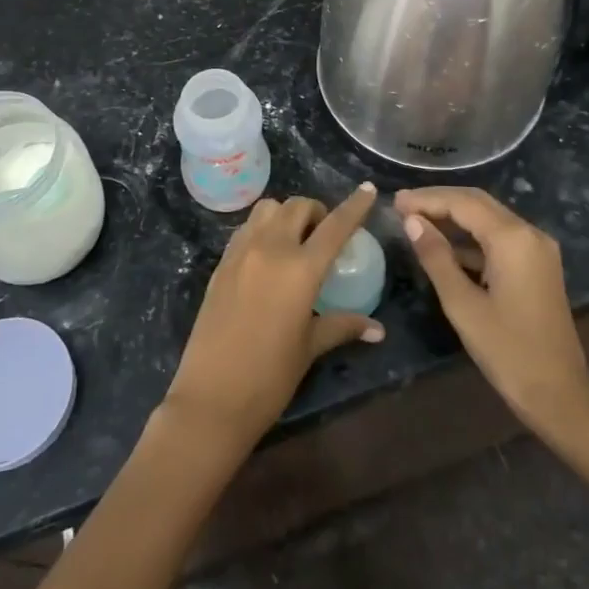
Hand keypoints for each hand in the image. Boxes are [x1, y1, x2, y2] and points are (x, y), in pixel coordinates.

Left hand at [164, 185, 384, 448]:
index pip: (335, 226)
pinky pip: (246, 229)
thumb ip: (342, 326)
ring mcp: (241, 253)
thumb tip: (377, 329)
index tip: (368, 189)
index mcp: (300, 269)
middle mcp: (270, 249)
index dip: (355, 206)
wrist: (211, 398)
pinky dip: (262, 229)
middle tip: (325, 234)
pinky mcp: (220, 264)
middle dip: (316, 212)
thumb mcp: (309, 348)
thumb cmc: (269, 377)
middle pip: (297, 207)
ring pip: (267, 210)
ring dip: (286, 215)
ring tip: (294, 240)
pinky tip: (267, 256)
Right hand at [396, 187, 588, 437]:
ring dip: (454, 217)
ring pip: (489, 218)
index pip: (462, 203)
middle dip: (439, 201)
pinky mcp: (537, 265)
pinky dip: (471, 237)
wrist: (560, 395)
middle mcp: (529, 233)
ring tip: (416, 222)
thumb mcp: (462, 304)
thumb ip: (436, 257)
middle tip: (402, 207)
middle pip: (478, 202)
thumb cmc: (507, 351)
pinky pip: (499, 238)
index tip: (394, 202)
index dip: (426, 199)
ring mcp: (537, 249)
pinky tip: (444, 246)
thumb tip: (412, 221)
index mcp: (512, 238)